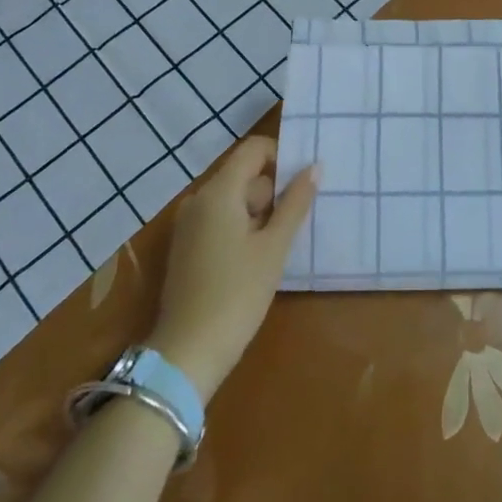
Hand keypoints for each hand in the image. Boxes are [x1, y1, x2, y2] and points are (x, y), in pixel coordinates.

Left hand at [146, 137, 317, 402]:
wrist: (188, 352)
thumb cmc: (238, 294)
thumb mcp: (274, 247)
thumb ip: (295, 203)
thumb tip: (314, 167)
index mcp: (219, 191)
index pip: (254, 149)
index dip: (282, 157)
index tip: (304, 184)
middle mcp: (199, 199)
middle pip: (245, 175)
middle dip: (274, 192)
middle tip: (297, 223)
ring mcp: (189, 224)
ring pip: (234, 200)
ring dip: (260, 213)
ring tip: (281, 245)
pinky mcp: (187, 246)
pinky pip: (221, 220)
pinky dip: (242, 228)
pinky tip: (258, 258)